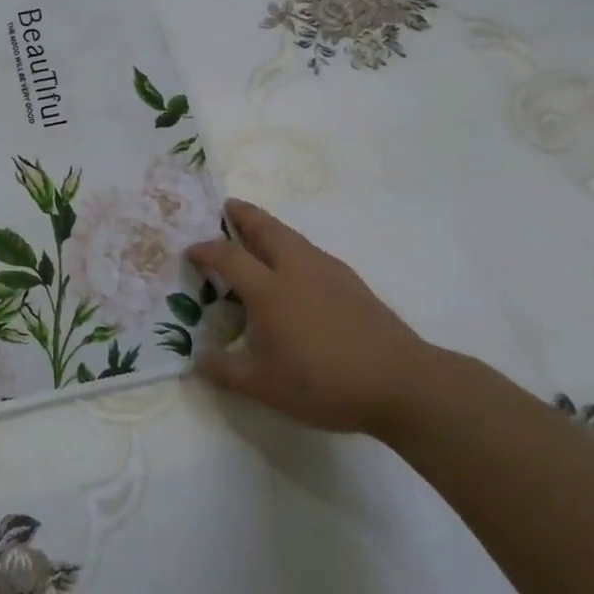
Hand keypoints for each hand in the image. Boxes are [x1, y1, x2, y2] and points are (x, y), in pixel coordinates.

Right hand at [188, 199, 438, 435]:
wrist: (401, 383)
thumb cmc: (324, 383)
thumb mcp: (264, 387)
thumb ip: (225, 371)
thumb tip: (198, 357)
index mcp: (269, 290)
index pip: (229, 257)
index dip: (206, 250)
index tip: (191, 250)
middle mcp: (296, 270)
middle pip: (266, 228)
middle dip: (244, 215)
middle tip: (228, 206)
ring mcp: (329, 273)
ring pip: (293, 238)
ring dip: (271, 228)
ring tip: (259, 233)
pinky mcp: (353, 283)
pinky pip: (312, 253)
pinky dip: (294, 248)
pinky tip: (297, 269)